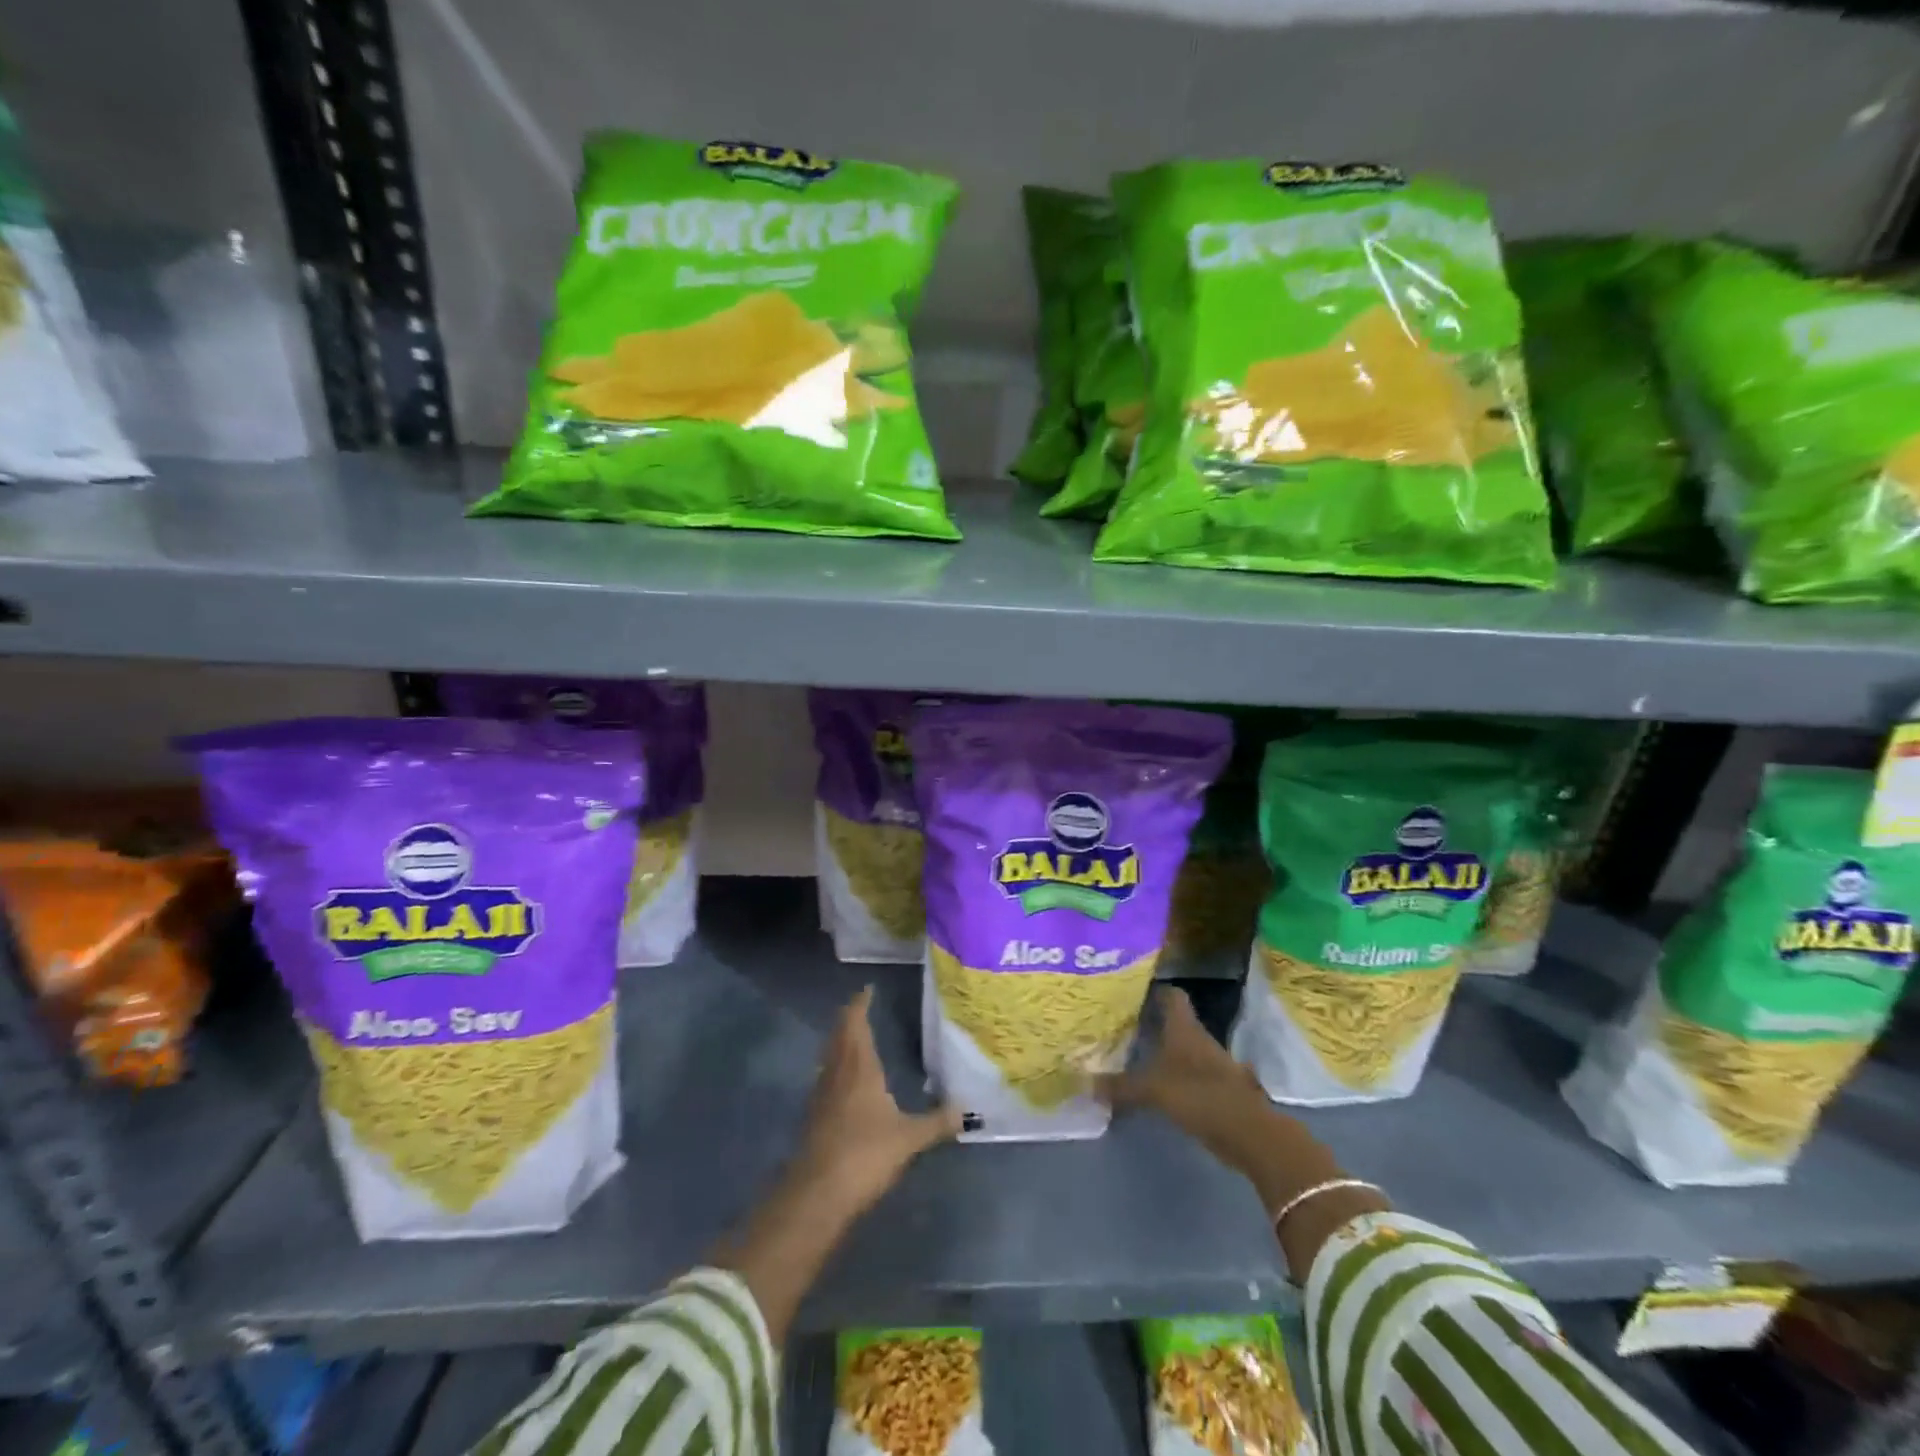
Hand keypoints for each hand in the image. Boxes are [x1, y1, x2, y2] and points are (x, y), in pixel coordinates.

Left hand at [797, 986, 961, 1212]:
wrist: (818, 1194)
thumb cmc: (865, 1154)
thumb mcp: (909, 1138)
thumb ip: (938, 1122)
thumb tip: (969, 1111)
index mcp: (859, 1067)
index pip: (855, 1024)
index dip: (860, 1004)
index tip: (867, 989)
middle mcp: (837, 1073)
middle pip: (839, 1035)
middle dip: (849, 1018)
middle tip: (861, 1007)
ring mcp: (822, 1094)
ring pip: (830, 1055)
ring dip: (840, 1041)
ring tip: (854, 1036)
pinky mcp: (814, 1117)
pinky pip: (826, 1077)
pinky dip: (836, 1067)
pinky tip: (845, 1080)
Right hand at [1096, 987, 1266, 1150]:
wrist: (1248, 1132)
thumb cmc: (1198, 1095)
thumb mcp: (1151, 1090)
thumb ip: (1120, 1086)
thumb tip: (1086, 1083)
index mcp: (1184, 1028)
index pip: (1172, 995)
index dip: (1155, 991)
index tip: (1132, 992)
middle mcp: (1199, 1039)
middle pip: (1176, 1022)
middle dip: (1154, 1022)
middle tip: (1124, 1025)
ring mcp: (1213, 1064)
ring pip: (1185, 1049)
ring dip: (1166, 1051)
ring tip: (1137, 1055)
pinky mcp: (1219, 1089)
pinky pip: (1192, 1075)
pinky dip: (1178, 1078)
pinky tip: (1160, 1087)